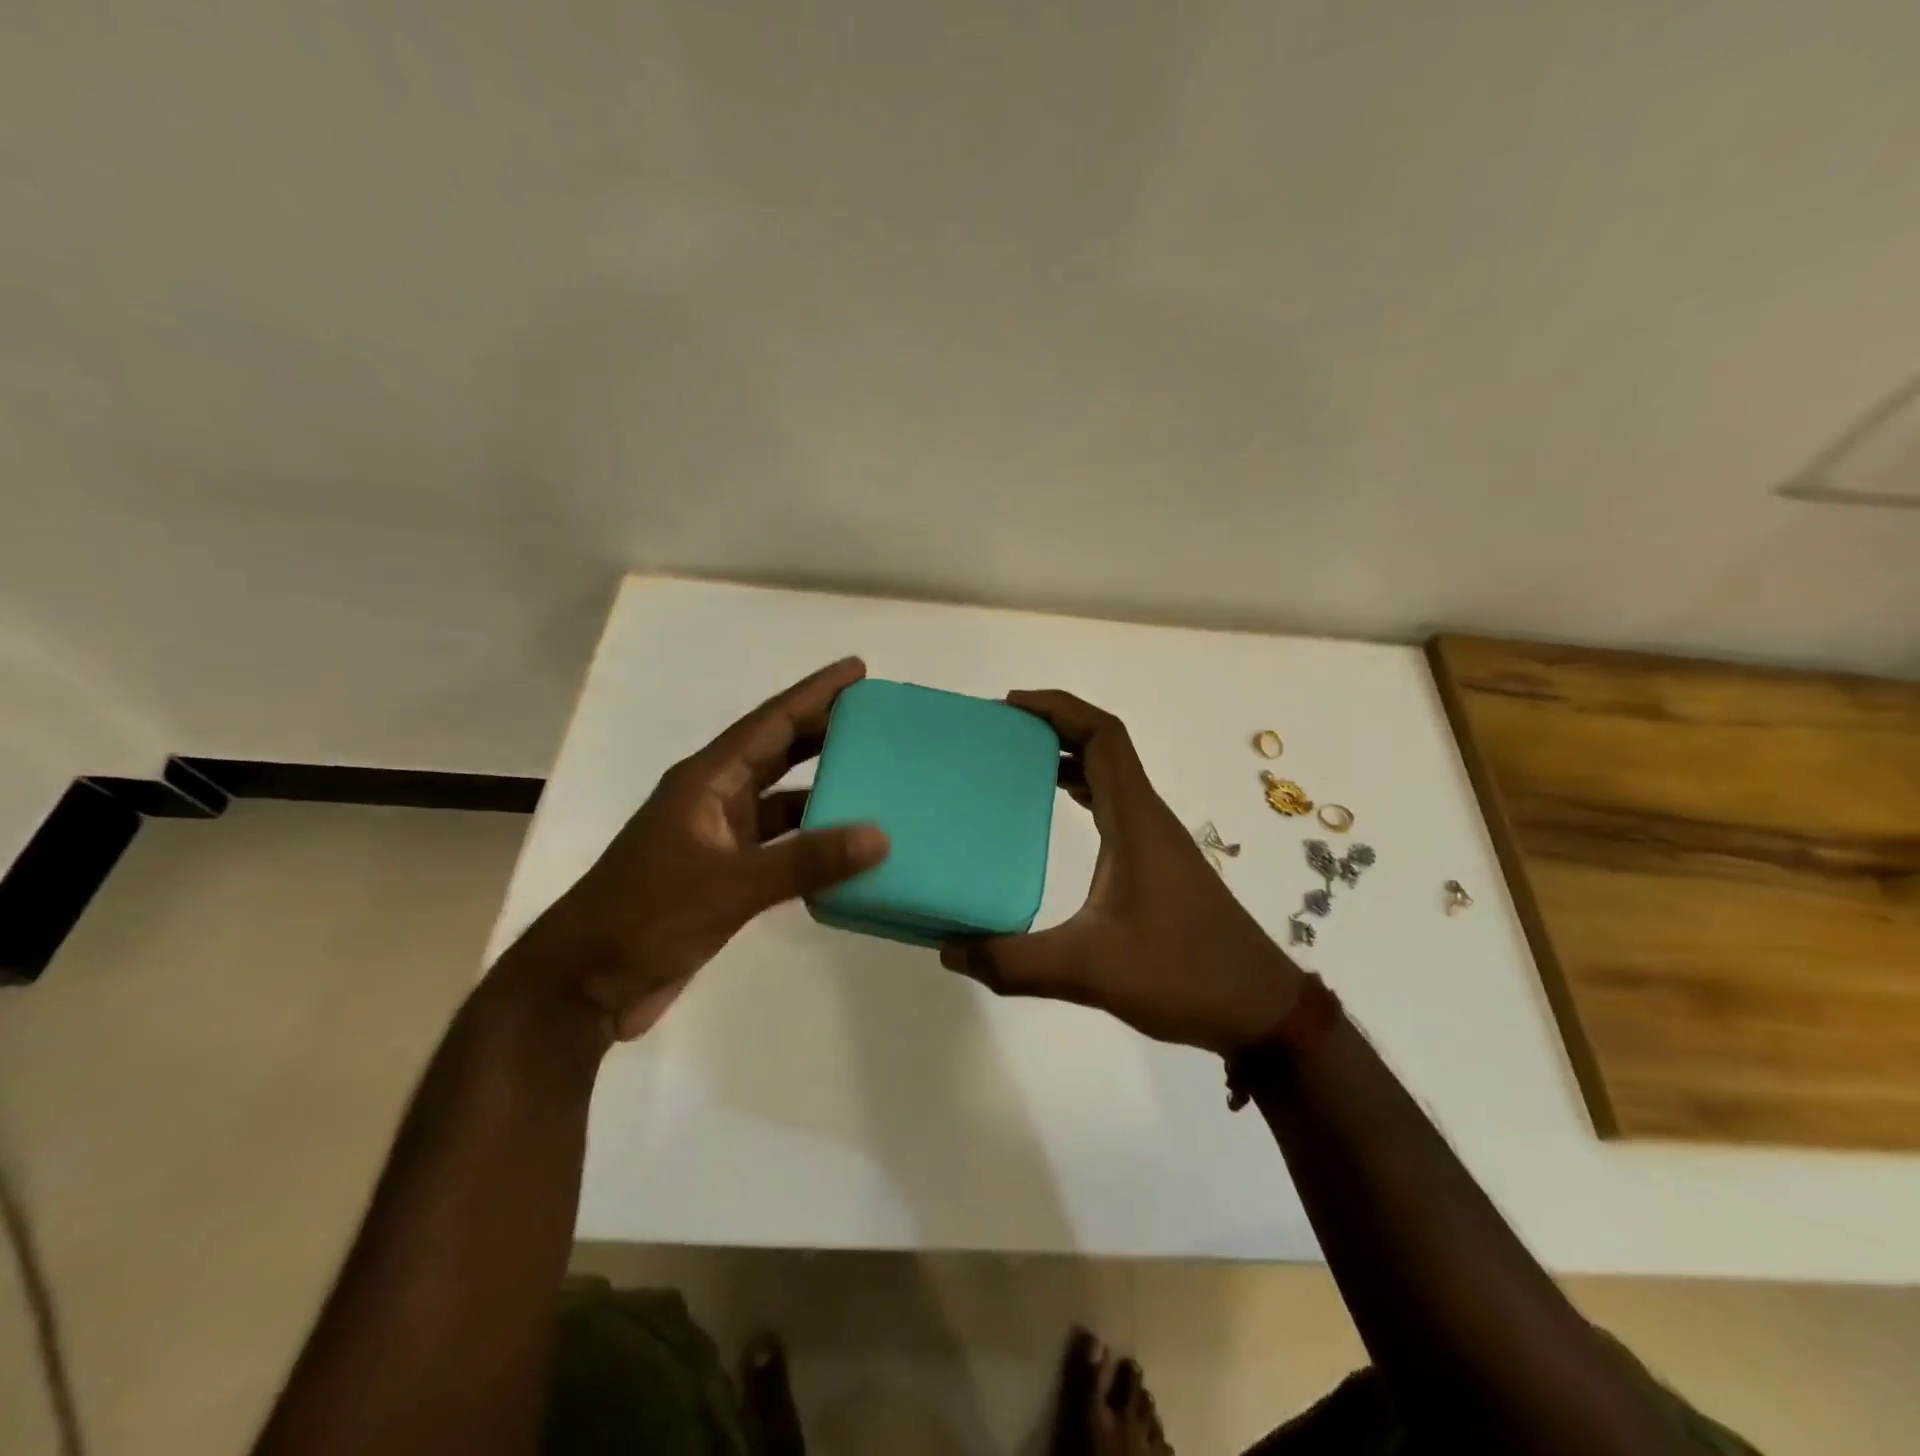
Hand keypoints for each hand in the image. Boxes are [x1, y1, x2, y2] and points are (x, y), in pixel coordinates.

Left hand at [499, 657, 888, 1040]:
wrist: (584, 983)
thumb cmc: (646, 916)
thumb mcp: (730, 885)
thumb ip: (805, 861)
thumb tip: (880, 836)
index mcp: (706, 781)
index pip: (770, 723)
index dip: (815, 694)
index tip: (857, 670)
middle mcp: (714, 799)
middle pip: (777, 752)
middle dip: (824, 730)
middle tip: (876, 717)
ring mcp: (718, 838)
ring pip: (781, 800)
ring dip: (822, 788)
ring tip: (875, 778)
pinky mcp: (725, 875)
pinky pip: (780, 844)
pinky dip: (811, 841)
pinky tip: (846, 847)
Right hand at [940, 690, 1301, 1053]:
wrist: (1258, 1010)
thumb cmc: (1182, 975)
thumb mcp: (1088, 970)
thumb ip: (1013, 962)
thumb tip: (949, 949)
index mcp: (1136, 820)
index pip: (1103, 736)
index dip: (1059, 708)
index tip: (1010, 708)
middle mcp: (1147, 818)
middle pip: (1103, 746)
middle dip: (1053, 728)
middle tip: (997, 736)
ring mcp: (1155, 841)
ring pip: (1109, 776)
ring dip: (1066, 759)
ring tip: (1010, 766)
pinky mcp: (1157, 865)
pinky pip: (1113, 807)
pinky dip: (1080, 793)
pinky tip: (1049, 816)